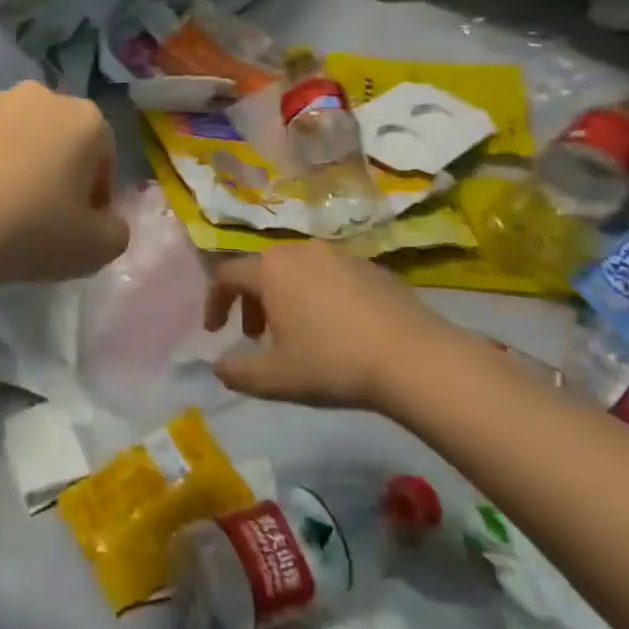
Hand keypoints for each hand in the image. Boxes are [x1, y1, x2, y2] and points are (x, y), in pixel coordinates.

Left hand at [0, 81, 129, 285]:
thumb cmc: (29, 230)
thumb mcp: (95, 250)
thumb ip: (115, 232)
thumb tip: (104, 221)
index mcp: (83, 120)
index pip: (103, 157)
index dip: (95, 195)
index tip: (78, 227)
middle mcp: (36, 96)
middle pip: (55, 137)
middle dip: (52, 169)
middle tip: (36, 216)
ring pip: (7, 133)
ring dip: (8, 160)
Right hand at [206, 243, 473, 413]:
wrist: (414, 358)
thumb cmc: (333, 363)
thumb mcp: (275, 378)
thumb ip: (237, 371)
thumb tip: (219, 365)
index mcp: (271, 269)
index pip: (226, 275)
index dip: (214, 302)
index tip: (215, 332)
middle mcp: (300, 251)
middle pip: (261, 269)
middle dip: (250, 302)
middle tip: (254, 337)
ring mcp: (339, 255)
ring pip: (296, 270)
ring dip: (283, 298)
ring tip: (295, 334)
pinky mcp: (371, 266)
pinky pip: (328, 275)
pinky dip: (317, 295)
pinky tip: (335, 329)